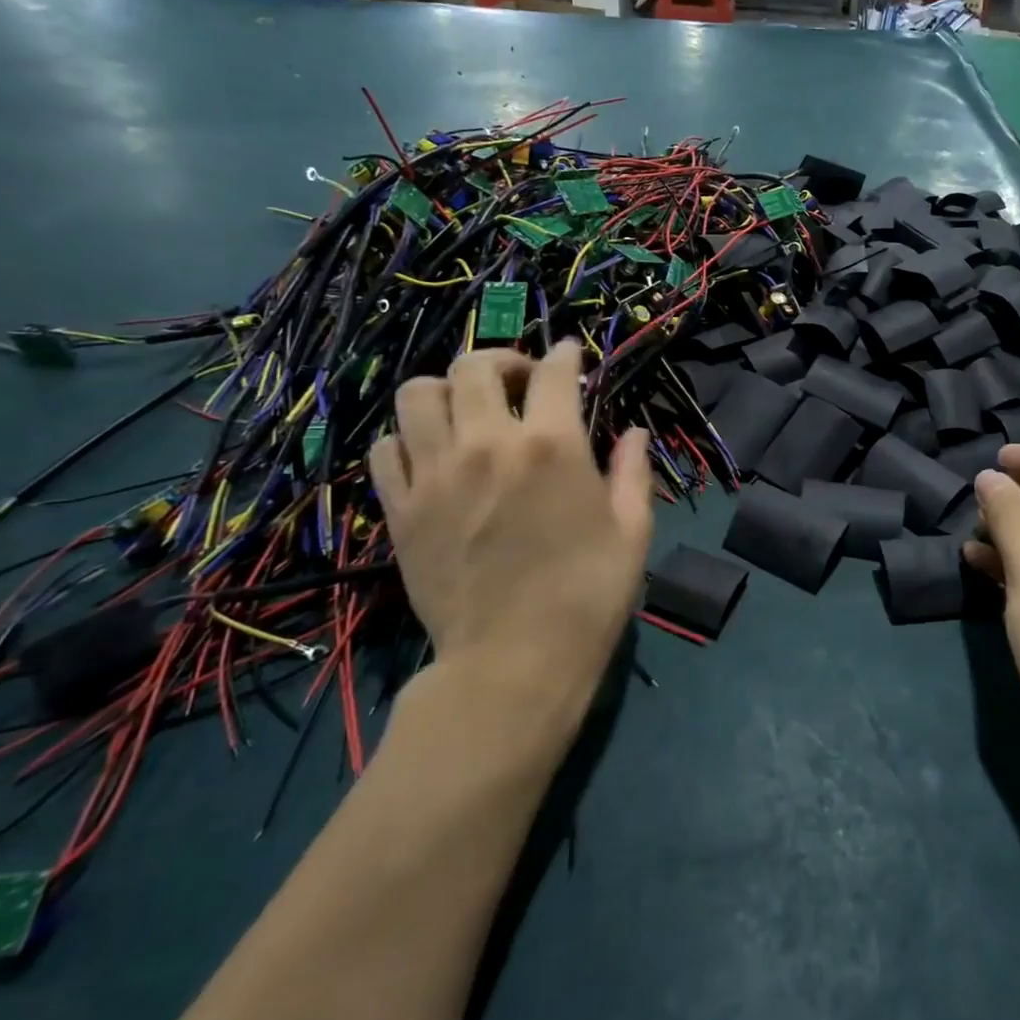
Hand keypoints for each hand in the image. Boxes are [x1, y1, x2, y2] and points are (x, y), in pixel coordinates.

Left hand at [369, 342, 652, 752]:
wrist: (514, 665)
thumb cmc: (588, 596)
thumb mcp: (632, 532)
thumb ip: (633, 471)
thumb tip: (634, 431)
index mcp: (551, 445)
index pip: (553, 372)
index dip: (565, 355)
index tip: (570, 355)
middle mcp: (487, 444)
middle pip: (475, 366)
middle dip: (503, 361)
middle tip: (520, 383)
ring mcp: (436, 474)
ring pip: (418, 394)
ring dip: (447, 390)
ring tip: (467, 411)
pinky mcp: (400, 509)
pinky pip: (386, 447)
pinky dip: (408, 437)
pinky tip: (433, 454)